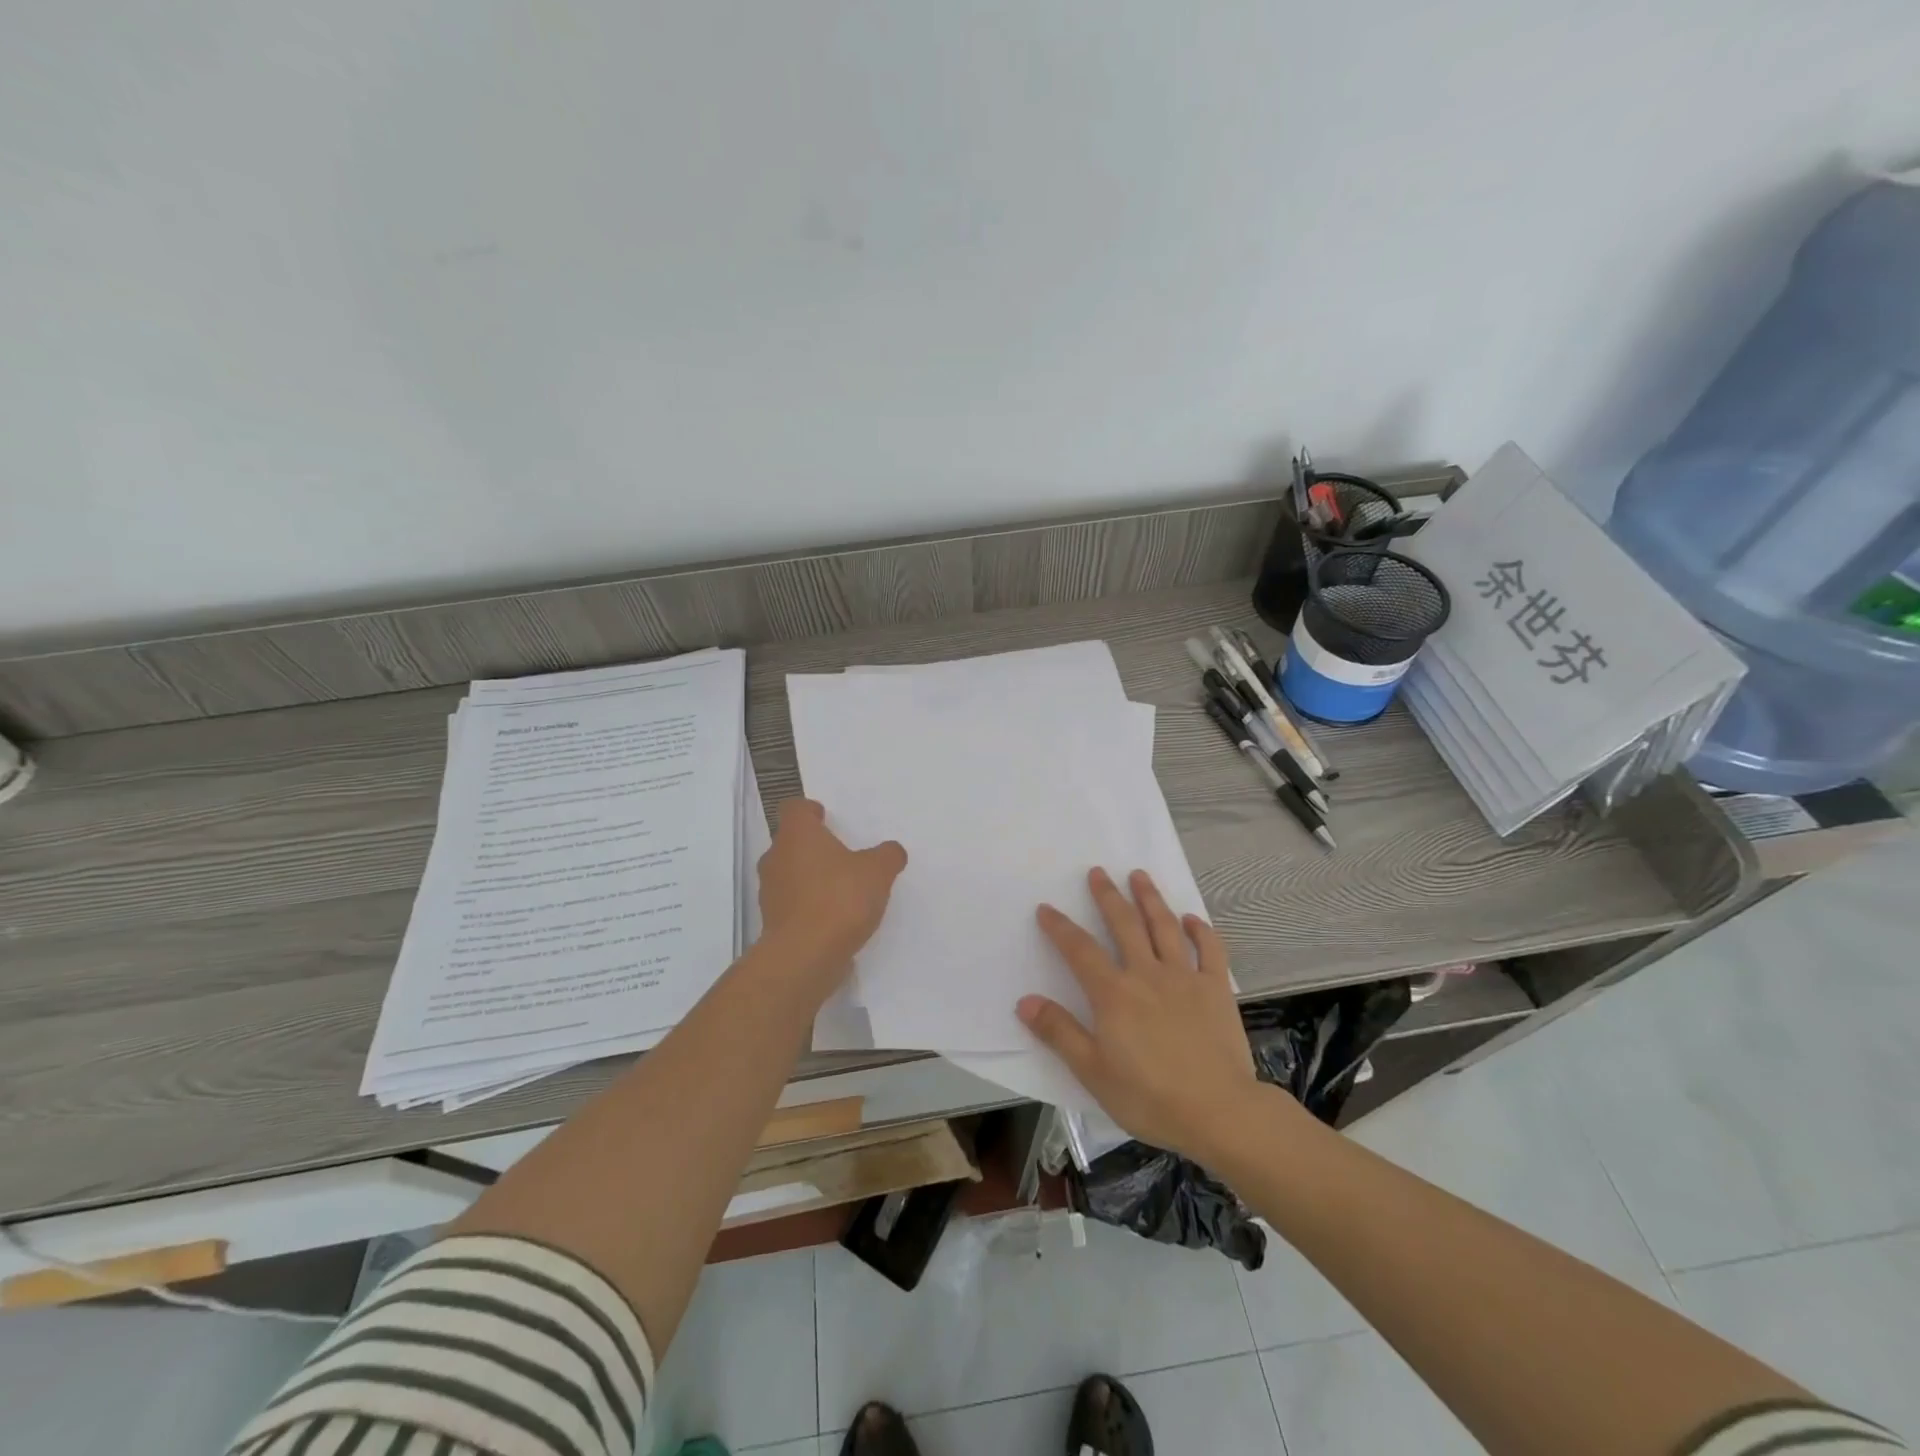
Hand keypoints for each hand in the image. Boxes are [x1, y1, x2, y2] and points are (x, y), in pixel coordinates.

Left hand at [756, 798, 906, 999]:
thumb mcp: (878, 871)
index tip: (825, 817)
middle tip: (840, 855)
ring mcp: (770, 892)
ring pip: (789, 874)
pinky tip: (833, 918)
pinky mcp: (772, 922)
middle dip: (813, 847)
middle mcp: (776, 857)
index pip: (794, 808)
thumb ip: (887, 856)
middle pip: (790, 842)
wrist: (805, 956)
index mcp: (797, 835)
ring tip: (840, 889)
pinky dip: (808, 906)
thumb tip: (892, 851)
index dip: (809, 811)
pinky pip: (792, 904)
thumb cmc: (840, 899)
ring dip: (810, 878)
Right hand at [1020, 868, 1263, 1163]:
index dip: (1060, 928)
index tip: (1046, 908)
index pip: (1079, 951)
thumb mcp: (1092, 1071)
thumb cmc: (1149, 1097)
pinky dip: (1200, 931)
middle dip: (1108, 896)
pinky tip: (1192, 919)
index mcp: (1113, 994)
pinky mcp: (1216, 989)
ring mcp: (1184, 978)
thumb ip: (1059, 1032)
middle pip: (1124, 925)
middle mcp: (1147, 974)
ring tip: (1140, 876)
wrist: (1218, 1111)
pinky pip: (1209, 950)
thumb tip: (1025, 1001)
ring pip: (1164, 927)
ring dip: (1150, 899)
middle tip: (1098, 872)